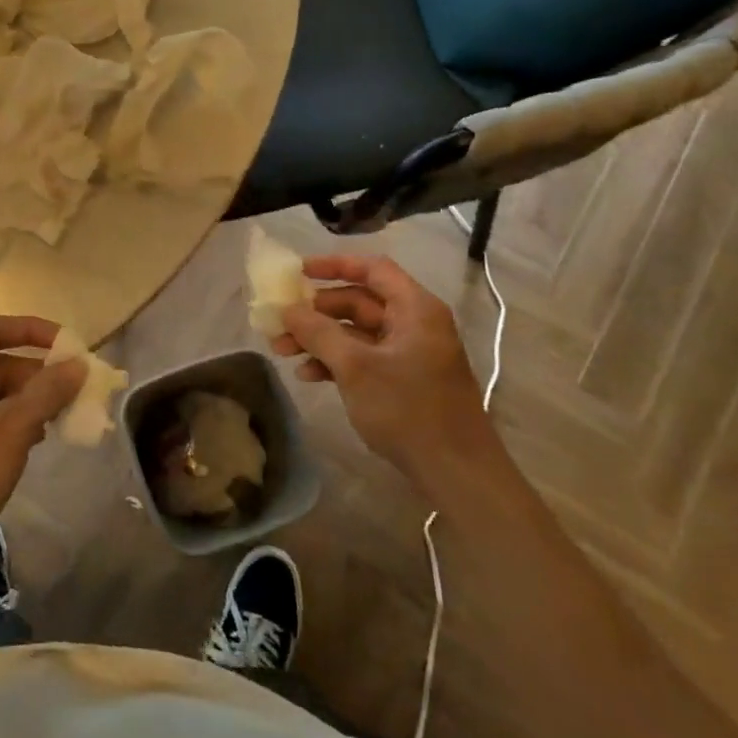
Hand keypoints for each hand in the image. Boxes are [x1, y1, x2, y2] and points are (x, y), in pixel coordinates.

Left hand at [0, 315, 84, 590]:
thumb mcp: (10, 433)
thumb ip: (46, 393)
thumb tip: (78, 363)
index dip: (34, 331)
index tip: (71, 347)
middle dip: (36, 374)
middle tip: (75, 392)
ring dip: (27, 400)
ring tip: (61, 419)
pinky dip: (11, 420)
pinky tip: (35, 440)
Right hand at [271, 255, 495, 487]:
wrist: (457, 472)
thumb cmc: (408, 409)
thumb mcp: (356, 367)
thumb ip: (318, 333)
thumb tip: (288, 310)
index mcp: (414, 309)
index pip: (372, 269)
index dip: (334, 265)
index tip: (298, 272)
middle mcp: (414, 323)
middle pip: (359, 301)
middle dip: (316, 311)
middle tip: (281, 322)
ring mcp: (410, 353)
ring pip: (356, 332)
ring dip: (320, 338)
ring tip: (282, 351)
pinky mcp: (404, 379)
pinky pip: (363, 357)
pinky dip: (336, 361)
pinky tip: (308, 376)